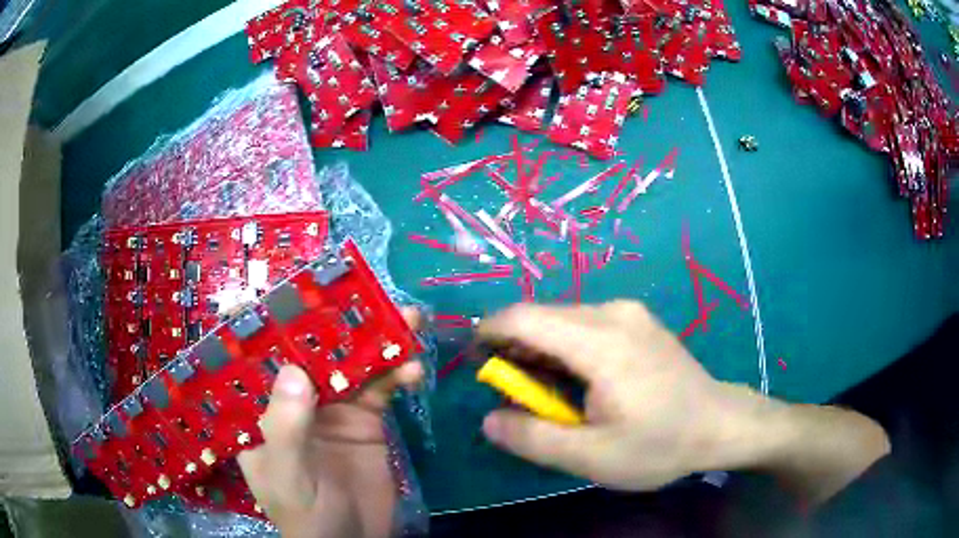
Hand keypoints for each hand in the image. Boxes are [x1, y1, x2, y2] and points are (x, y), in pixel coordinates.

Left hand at [238, 308, 423, 537]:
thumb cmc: (304, 514)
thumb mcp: (286, 477)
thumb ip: (284, 429)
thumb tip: (294, 371)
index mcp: (260, 408)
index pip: (256, 358)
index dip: (270, 322)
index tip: (292, 292)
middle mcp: (292, 399)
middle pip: (311, 350)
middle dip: (336, 322)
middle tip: (363, 294)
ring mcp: (332, 406)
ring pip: (351, 361)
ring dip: (377, 339)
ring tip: (405, 320)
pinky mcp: (366, 418)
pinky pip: (381, 387)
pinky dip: (398, 373)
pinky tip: (414, 368)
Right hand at [478, 301, 888, 503]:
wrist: (720, 423)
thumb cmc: (660, 444)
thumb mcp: (592, 457)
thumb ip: (534, 439)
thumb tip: (490, 420)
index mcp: (600, 341)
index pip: (523, 318)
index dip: (488, 334)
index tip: (476, 364)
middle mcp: (612, 312)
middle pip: (541, 316)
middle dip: (514, 349)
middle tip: (515, 393)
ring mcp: (628, 312)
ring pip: (561, 319)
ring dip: (540, 350)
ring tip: (545, 391)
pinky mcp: (637, 320)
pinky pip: (583, 323)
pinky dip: (564, 347)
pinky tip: (577, 379)